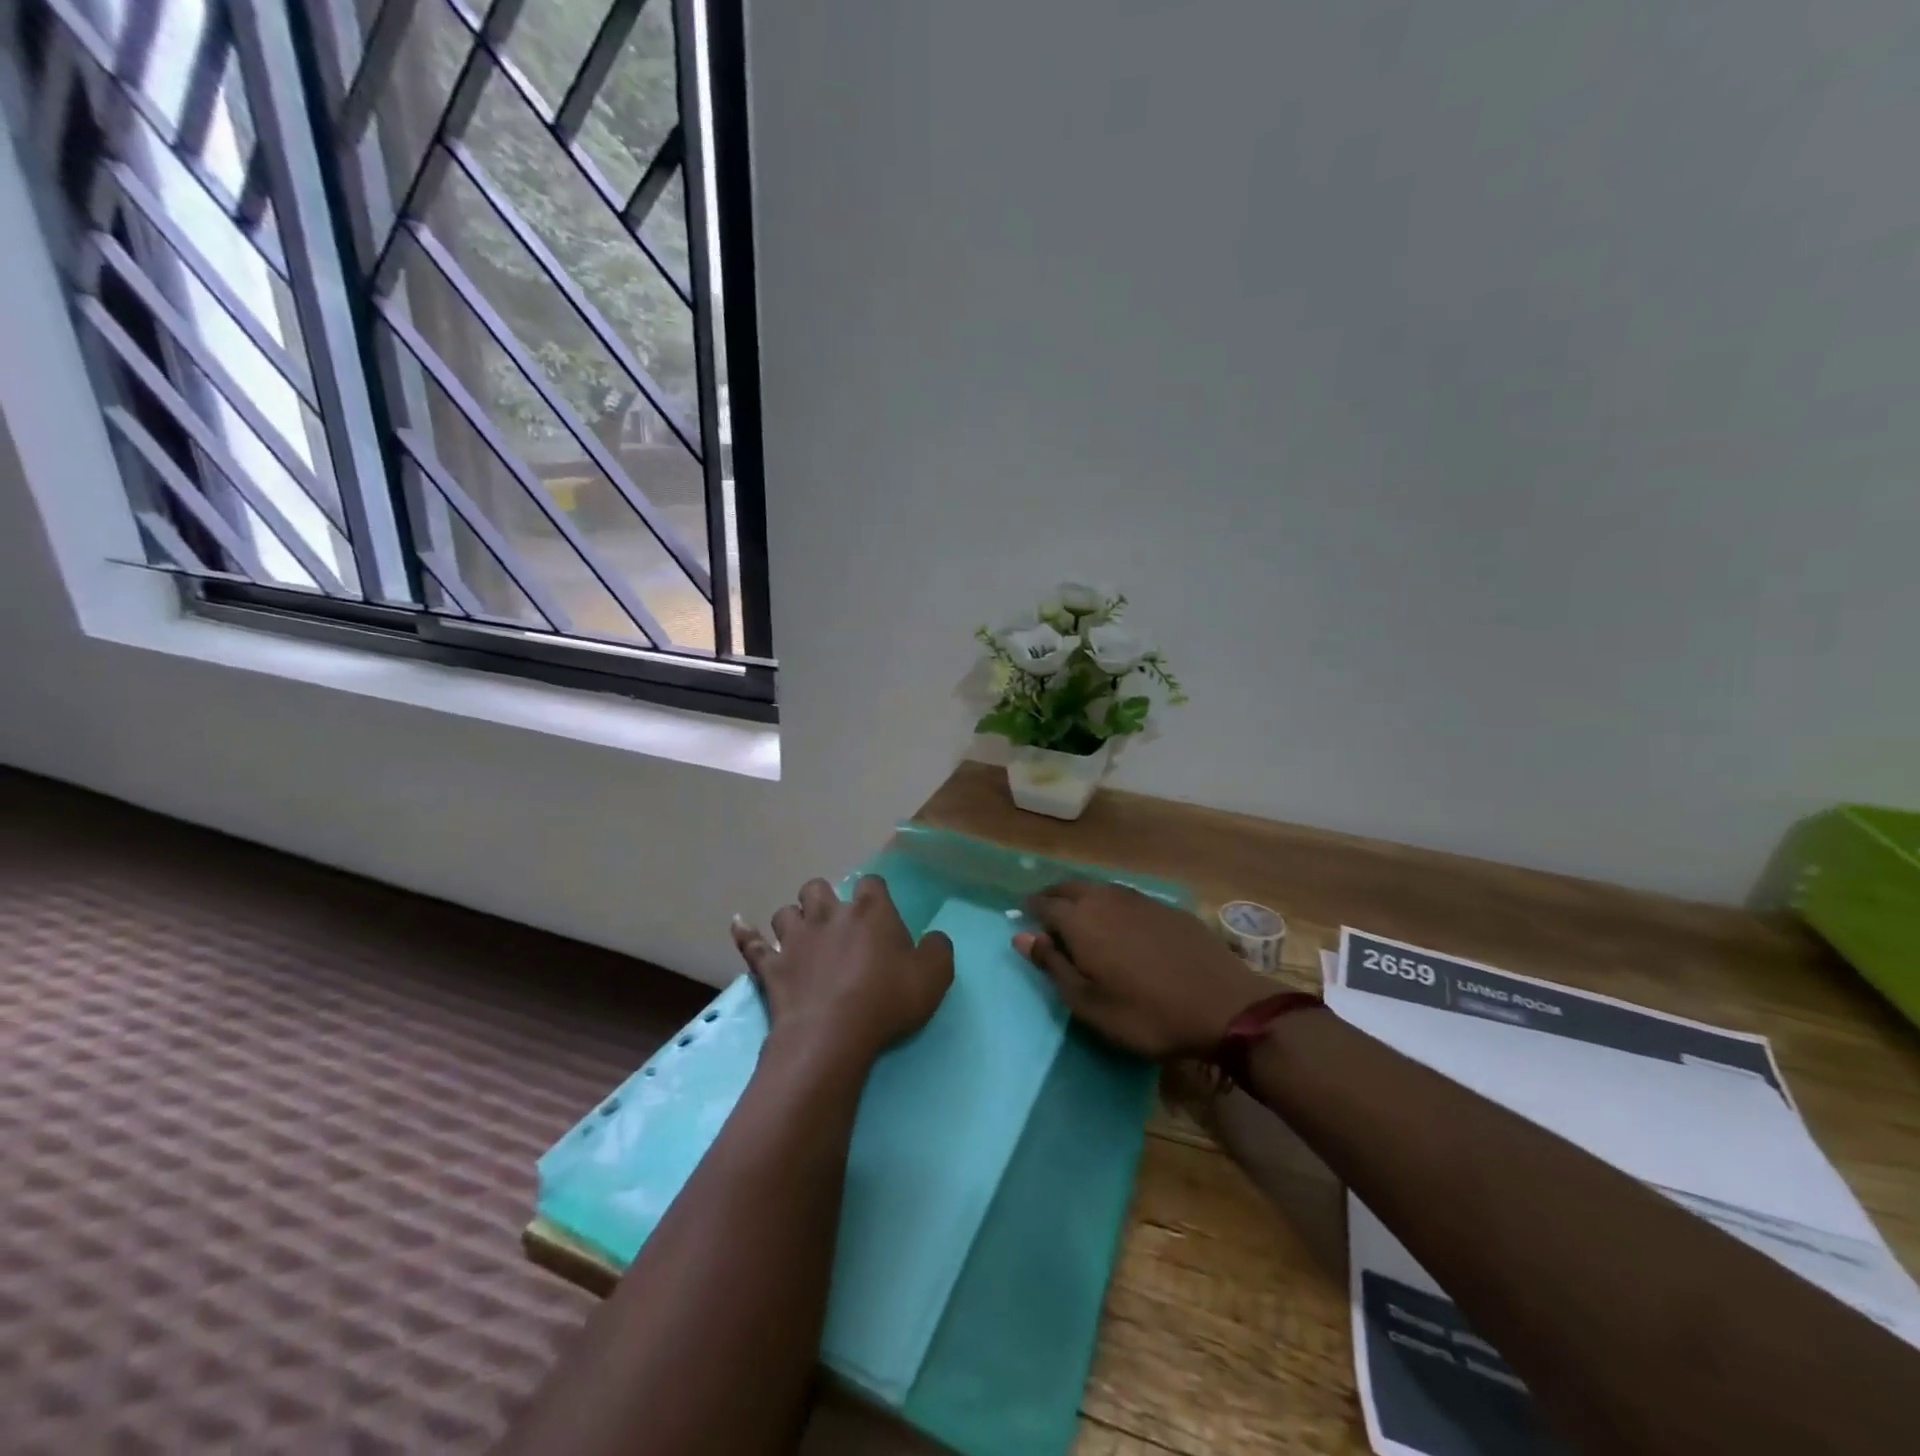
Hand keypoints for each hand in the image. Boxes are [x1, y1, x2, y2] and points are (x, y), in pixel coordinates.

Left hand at [733, 876, 953, 1068]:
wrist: (832, 1034)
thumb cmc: (886, 1001)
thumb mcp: (933, 976)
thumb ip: (938, 950)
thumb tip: (935, 938)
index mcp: (870, 911)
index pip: (872, 883)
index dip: (875, 893)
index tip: (879, 910)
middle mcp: (829, 915)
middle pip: (819, 888)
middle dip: (824, 898)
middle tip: (835, 922)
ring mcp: (795, 939)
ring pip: (786, 912)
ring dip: (793, 919)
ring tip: (800, 934)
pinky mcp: (770, 967)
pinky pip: (751, 944)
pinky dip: (745, 934)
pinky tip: (739, 925)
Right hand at [1015, 881, 1269, 1058]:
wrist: (1222, 1005)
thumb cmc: (1145, 1013)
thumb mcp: (1089, 1003)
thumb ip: (1053, 965)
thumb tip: (1021, 936)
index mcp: (1081, 920)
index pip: (1045, 904)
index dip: (1031, 909)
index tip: (1023, 918)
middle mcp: (1106, 899)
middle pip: (1070, 887)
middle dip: (1053, 896)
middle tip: (1046, 913)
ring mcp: (1139, 899)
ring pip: (1099, 888)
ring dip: (1082, 896)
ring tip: (1078, 915)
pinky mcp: (1166, 907)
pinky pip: (1125, 895)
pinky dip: (1110, 902)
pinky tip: (1118, 920)